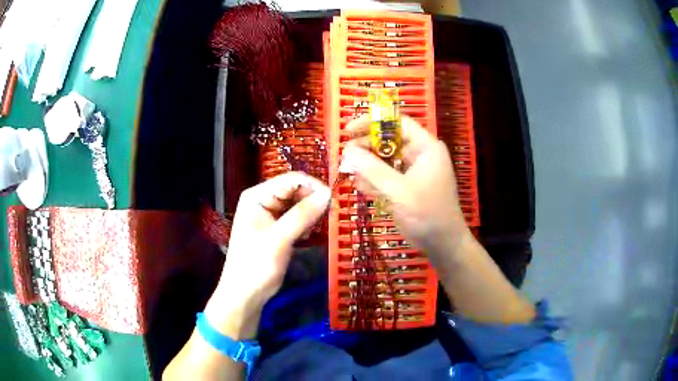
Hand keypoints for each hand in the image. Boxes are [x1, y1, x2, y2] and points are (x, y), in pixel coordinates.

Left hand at [204, 172, 330, 338]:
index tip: (333, 201)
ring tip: (320, 226)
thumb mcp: (280, 239)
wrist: (245, 294)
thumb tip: (328, 194)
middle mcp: (262, 199)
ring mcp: (269, 213)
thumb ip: (303, 215)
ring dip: (311, 211)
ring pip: (298, 203)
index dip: (313, 187)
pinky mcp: (276, 227)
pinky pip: (296, 216)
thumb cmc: (256, 265)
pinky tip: (310, 233)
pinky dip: (307, 222)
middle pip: (295, 189)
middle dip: (313, 199)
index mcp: (257, 196)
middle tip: (330, 215)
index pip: (291, 180)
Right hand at [342, 115, 472, 268]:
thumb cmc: (427, 214)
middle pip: (388, 140)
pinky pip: (387, 175)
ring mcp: (413, 171)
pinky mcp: (407, 186)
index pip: (397, 122)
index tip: (348, 130)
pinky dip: (374, 180)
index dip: (372, 122)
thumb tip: (347, 151)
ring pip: (385, 159)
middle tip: (346, 157)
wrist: (442, 245)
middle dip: (366, 148)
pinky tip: (363, 188)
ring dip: (368, 166)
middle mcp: (420, 154)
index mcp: (426, 147)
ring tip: (353, 176)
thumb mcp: (398, 191)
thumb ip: (372, 169)